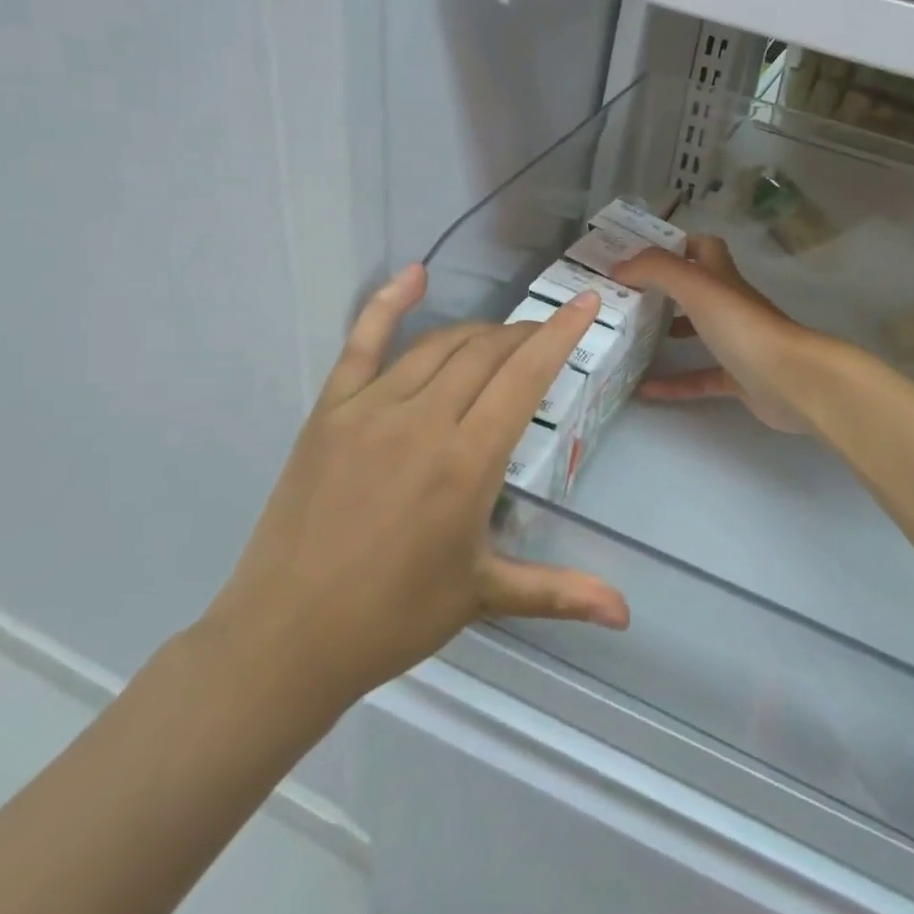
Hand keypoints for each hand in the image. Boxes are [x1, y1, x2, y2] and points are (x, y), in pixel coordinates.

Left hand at [201, 264, 629, 711]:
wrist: (286, 637)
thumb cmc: (394, 618)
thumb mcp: (484, 595)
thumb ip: (560, 592)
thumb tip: (627, 614)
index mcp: (467, 461)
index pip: (525, 376)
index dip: (560, 334)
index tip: (586, 303)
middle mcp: (423, 420)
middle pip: (486, 352)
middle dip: (523, 336)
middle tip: (542, 340)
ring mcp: (370, 408)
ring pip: (438, 345)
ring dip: (478, 333)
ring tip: (500, 338)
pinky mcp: (329, 411)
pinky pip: (361, 342)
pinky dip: (387, 303)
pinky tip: (413, 275)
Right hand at [615, 236, 820, 433]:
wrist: (791, 381)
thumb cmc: (743, 327)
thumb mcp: (696, 286)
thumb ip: (657, 270)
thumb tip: (620, 266)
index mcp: (723, 278)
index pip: (703, 248)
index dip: (676, 245)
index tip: (640, 255)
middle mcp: (731, 305)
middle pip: (698, 290)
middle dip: (665, 290)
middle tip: (627, 297)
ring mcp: (737, 343)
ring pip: (699, 332)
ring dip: (668, 332)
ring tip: (632, 336)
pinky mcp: (738, 379)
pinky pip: (699, 379)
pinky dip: (674, 384)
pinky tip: (645, 390)